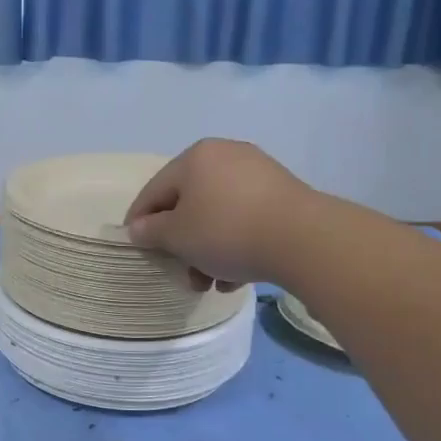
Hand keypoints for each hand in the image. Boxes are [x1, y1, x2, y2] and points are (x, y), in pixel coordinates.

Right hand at [125, 138, 313, 288]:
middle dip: (183, 244)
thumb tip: (139, 228)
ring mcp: (259, 173)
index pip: (154, 191)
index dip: (140, 221)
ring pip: (219, 216)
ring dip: (209, 251)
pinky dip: (236, 245)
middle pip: (189, 205)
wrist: (304, 240)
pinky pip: (246, 220)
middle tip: (182, 273)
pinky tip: (238, 276)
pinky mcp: (285, 195)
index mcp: (195, 157)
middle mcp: (226, 156)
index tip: (137, 248)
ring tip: (213, 283)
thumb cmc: (226, 231)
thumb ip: (151, 231)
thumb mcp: (177, 236)